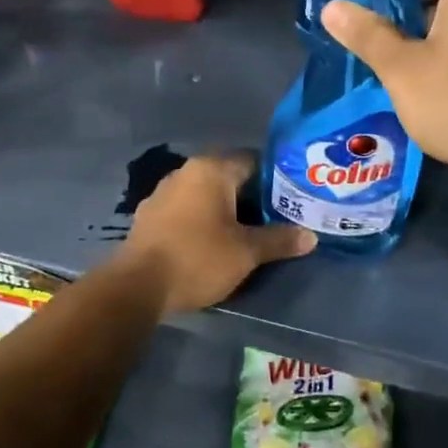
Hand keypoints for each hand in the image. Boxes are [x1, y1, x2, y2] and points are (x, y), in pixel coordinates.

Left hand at [112, 152, 315, 314]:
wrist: (137, 286)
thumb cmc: (198, 258)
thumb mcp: (246, 252)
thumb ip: (279, 240)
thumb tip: (310, 236)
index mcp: (211, 169)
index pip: (253, 161)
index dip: (275, 179)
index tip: (292, 200)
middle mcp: (186, 172)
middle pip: (229, 177)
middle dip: (251, 197)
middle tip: (276, 219)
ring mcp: (163, 192)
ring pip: (205, 194)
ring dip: (225, 210)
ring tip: (247, 233)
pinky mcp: (150, 216)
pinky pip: (186, 210)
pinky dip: (202, 221)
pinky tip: (212, 242)